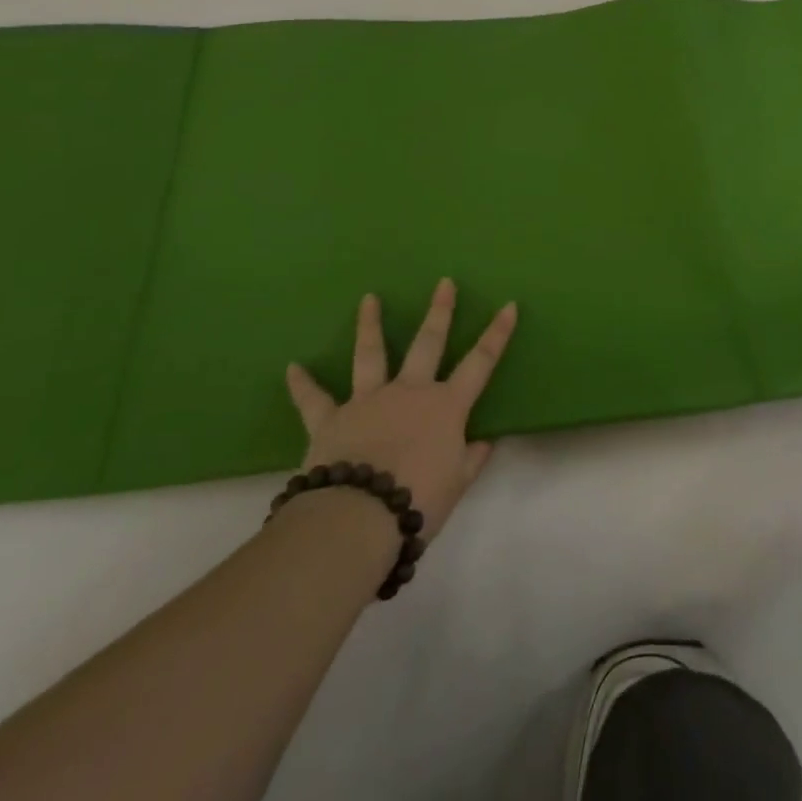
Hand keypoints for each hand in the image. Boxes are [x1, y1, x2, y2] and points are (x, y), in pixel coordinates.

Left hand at [283, 279, 515, 540]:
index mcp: (446, 406)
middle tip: (444, 283)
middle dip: (439, 312)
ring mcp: (369, 400)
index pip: (480, 362)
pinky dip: (303, 384)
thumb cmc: (417, 500)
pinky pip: (314, 400)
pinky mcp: (331, 419)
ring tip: (369, 299)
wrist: (357, 517)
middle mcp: (410, 392)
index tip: (509, 305)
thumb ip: (471, 460)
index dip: (497, 334)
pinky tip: (292, 368)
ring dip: (370, 325)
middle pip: (428, 343)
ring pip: (371, 355)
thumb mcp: (456, 485)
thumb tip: (484, 443)